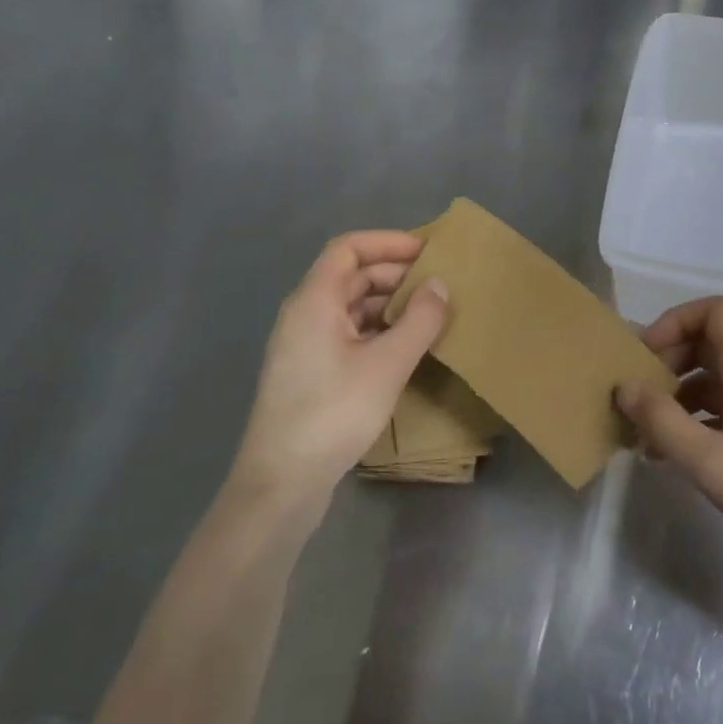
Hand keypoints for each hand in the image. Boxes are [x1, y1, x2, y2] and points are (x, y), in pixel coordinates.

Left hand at [233, 231, 447, 513]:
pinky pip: (348, 333)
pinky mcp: (311, 372)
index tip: (428, 251)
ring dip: (389, 304)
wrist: (282, 481)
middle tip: (438, 284)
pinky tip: (406, 347)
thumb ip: (419, 320)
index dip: (388, 242)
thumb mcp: (388, 364)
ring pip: (351, 307)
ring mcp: (305, 345)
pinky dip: (378, 330)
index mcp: (314, 301)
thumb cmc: (334, 412)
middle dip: (394, 274)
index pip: (348, 249)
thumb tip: (440, 285)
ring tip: (430, 314)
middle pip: (350, 276)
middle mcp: (304, 315)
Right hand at [615, 297, 722, 588]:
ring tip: (648, 438)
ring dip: (680, 396)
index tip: (644, 359)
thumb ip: (662, 422)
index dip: (673, 322)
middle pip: (710, 343)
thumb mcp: (713, 463)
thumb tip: (624, 386)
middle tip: (638, 401)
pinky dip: (701, 419)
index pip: (713, 311)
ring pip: (718, 378)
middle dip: (668, 363)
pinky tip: (680, 456)